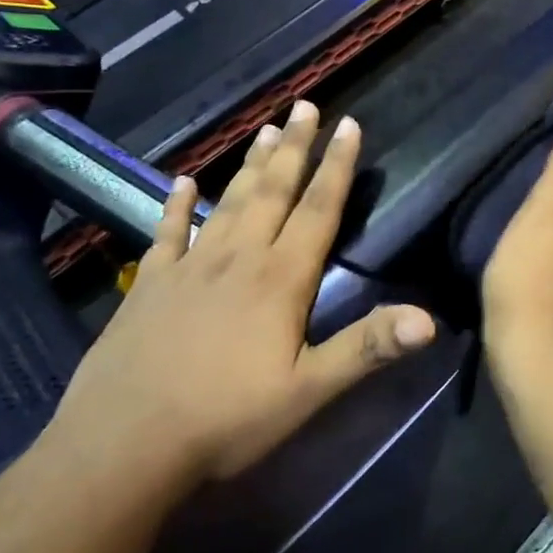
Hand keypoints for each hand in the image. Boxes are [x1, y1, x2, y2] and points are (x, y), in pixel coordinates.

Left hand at [48, 101, 435, 485]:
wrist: (122, 447)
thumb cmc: (227, 419)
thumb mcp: (310, 391)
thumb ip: (368, 348)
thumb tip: (430, 319)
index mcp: (281, 279)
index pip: (319, 210)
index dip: (337, 167)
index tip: (348, 125)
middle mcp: (238, 259)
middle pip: (274, 191)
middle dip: (295, 147)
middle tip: (306, 105)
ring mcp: (189, 268)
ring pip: (229, 202)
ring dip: (251, 165)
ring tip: (267, 128)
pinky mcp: (149, 286)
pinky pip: (167, 233)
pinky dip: (177, 205)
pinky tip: (183, 182)